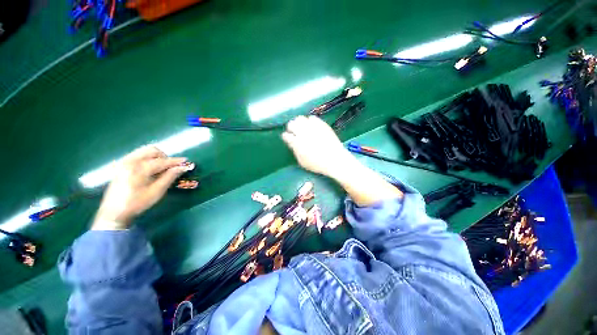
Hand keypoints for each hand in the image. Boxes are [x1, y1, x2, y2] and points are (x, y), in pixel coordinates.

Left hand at [92, 146, 193, 229]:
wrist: (113, 212)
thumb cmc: (136, 203)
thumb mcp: (156, 191)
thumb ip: (170, 177)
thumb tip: (182, 167)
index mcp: (139, 168)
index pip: (162, 161)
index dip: (176, 161)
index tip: (187, 162)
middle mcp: (130, 161)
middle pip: (152, 150)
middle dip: (165, 157)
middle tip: (170, 168)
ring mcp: (124, 162)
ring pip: (144, 151)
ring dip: (156, 157)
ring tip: (160, 169)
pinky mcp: (121, 165)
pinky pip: (137, 155)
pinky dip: (147, 159)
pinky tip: (150, 170)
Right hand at [282, 116, 355, 177]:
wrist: (334, 160)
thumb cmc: (317, 164)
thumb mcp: (302, 162)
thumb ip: (295, 151)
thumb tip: (292, 144)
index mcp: (297, 143)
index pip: (286, 135)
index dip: (286, 136)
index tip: (288, 138)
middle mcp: (303, 133)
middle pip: (291, 124)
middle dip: (291, 127)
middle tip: (293, 131)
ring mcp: (313, 127)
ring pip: (300, 118)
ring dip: (299, 123)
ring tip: (302, 127)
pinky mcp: (321, 124)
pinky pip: (312, 118)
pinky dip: (309, 121)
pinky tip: (311, 126)